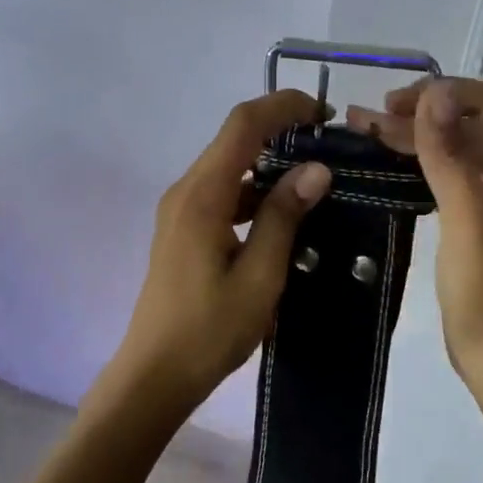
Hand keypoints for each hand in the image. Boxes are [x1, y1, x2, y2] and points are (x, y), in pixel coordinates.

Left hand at [113, 91, 332, 412]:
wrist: (154, 376)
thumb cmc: (208, 330)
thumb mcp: (259, 277)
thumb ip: (284, 218)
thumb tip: (316, 169)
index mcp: (203, 195)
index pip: (243, 125)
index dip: (283, 106)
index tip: (325, 113)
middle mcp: (187, 191)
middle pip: (234, 139)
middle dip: (281, 129)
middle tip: (328, 144)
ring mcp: (181, 209)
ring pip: (230, 166)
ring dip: (270, 162)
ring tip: (315, 179)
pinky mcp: (184, 229)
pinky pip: (223, 192)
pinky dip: (255, 191)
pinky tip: (284, 215)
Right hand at [347, 79, 482, 404]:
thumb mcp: (468, 220)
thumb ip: (451, 154)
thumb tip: (434, 92)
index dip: (440, 94)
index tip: (390, 105)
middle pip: (471, 124)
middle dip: (420, 114)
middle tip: (367, 118)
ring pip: (460, 148)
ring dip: (418, 135)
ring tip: (369, 131)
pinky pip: (455, 174)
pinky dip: (424, 162)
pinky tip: (395, 163)